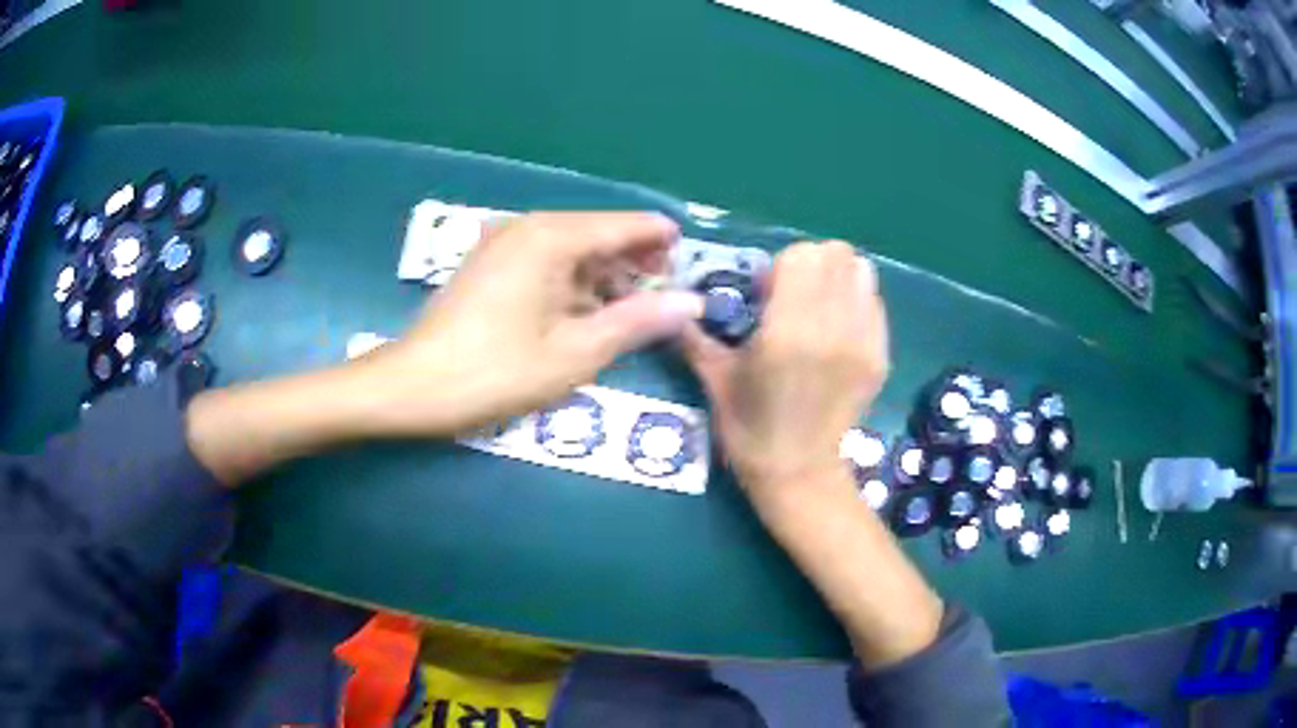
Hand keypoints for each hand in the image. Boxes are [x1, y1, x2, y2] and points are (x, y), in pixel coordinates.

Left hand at [354, 212, 703, 435]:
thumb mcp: (575, 353)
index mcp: (551, 238)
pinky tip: (584, 312)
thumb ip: (636, 321)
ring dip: (603, 275)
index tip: (689, 255)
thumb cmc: (495, 372)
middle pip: (596, 233)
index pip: (622, 225)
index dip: (659, 238)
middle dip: (633, 260)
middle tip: (664, 294)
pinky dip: (572, 282)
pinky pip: (544, 261)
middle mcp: (527, 227)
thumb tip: (691, 302)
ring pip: (571, 249)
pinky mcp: (488, 265)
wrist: (412, 387)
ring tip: (631, 309)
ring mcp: (502, 244)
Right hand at [684, 242, 940, 668]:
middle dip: (809, 264)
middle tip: (792, 295)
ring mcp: (864, 342)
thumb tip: (677, 303)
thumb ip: (695, 333)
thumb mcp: (716, 378)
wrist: (799, 472)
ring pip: (861, 271)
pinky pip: (874, 302)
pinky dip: (855, 301)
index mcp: (788, 332)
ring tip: (818, 306)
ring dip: (837, 277)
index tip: (765, 293)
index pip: (801, 256)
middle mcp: (833, 329)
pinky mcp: (881, 355)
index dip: (779, 267)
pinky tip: (837, 329)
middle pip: (835, 254)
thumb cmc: (749, 428)